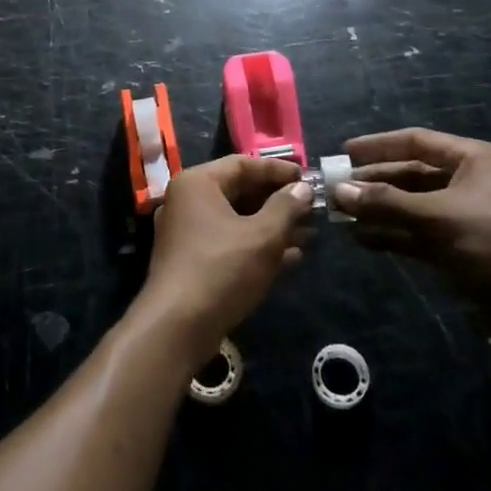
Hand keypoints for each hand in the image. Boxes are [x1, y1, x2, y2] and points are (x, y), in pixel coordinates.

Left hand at [137, 155, 313, 368]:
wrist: (177, 327)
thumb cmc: (221, 269)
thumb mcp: (262, 236)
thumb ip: (286, 207)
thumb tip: (303, 188)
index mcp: (198, 183)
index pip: (243, 164)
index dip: (278, 170)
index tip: (309, 179)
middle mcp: (188, 201)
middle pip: (240, 190)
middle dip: (278, 200)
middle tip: (313, 207)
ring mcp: (188, 231)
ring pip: (238, 219)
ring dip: (273, 225)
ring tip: (310, 234)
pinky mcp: (194, 259)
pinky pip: (231, 241)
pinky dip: (258, 245)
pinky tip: (291, 257)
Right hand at [333, 128, 490, 320]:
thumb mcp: (440, 217)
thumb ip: (388, 203)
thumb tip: (339, 191)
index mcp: (471, 160)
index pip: (416, 142)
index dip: (379, 146)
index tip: (343, 153)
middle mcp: (465, 182)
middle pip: (409, 174)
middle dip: (373, 183)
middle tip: (334, 189)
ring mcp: (461, 217)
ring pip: (410, 206)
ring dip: (378, 210)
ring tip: (339, 215)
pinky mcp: (458, 249)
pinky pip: (416, 234)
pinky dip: (391, 235)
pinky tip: (362, 239)